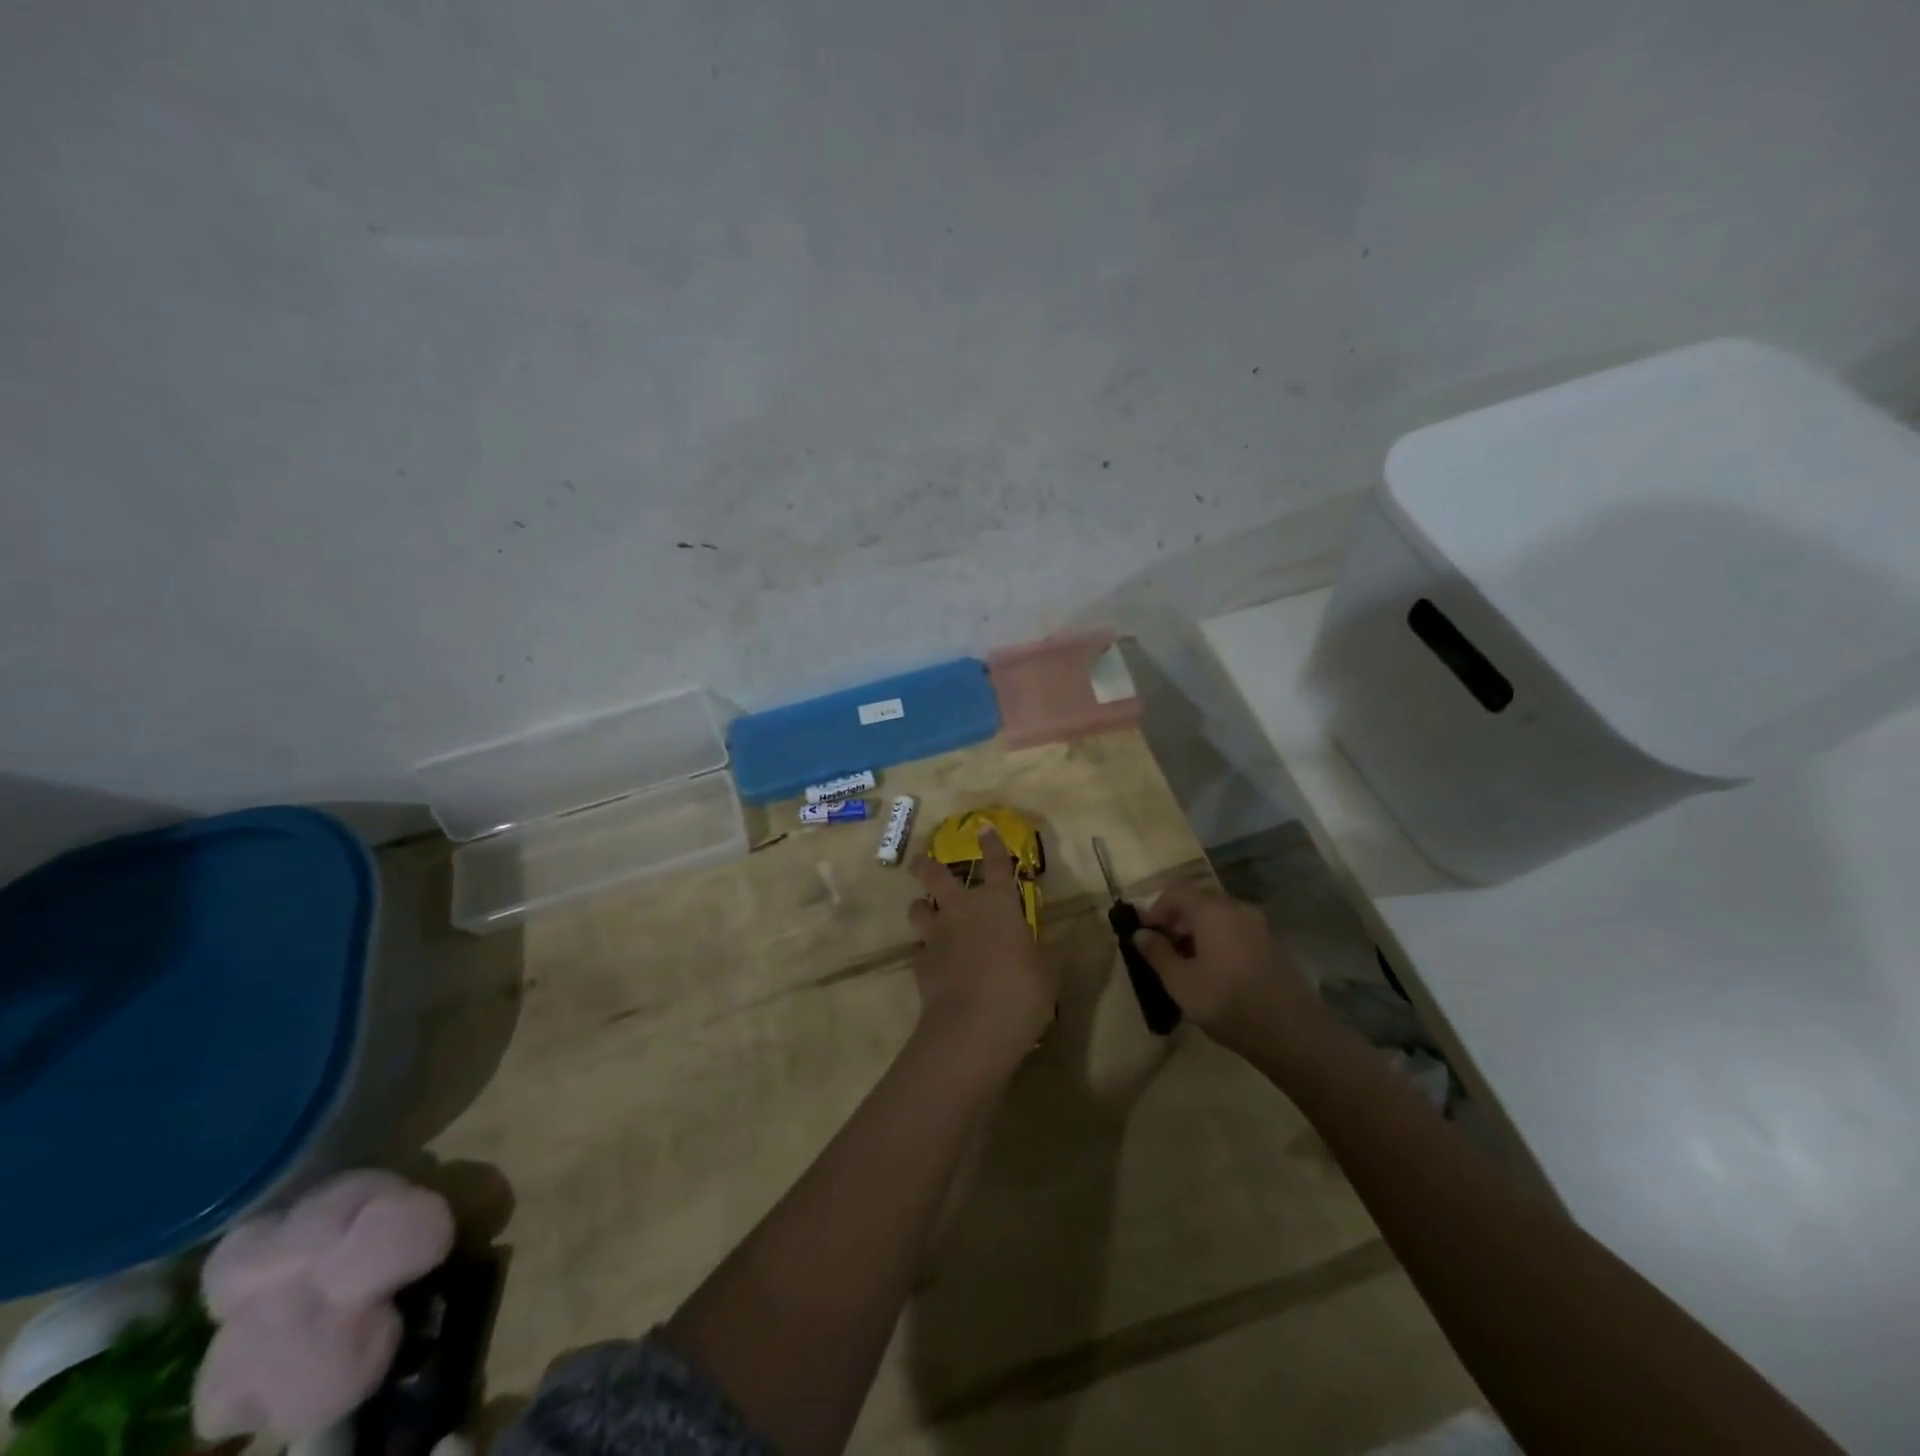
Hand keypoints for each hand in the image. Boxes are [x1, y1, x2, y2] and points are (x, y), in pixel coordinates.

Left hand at [906, 830, 1056, 1085]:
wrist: (972, 1028)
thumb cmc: (1020, 992)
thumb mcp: (1050, 973)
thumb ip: (1054, 952)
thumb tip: (1072, 937)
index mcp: (999, 905)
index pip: (997, 864)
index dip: (991, 844)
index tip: (983, 827)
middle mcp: (963, 911)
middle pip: (935, 876)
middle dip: (926, 865)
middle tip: (920, 861)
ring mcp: (937, 936)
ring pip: (918, 908)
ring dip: (921, 907)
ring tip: (925, 912)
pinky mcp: (920, 964)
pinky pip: (918, 949)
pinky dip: (924, 950)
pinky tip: (931, 960)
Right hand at [1130, 882, 1327, 1056]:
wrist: (1292, 1033)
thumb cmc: (1227, 1002)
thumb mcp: (1180, 982)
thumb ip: (1157, 953)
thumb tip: (1141, 934)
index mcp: (1212, 911)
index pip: (1177, 891)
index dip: (1156, 908)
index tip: (1144, 933)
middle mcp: (1237, 909)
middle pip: (1199, 901)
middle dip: (1176, 920)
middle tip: (1162, 948)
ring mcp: (1260, 926)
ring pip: (1219, 917)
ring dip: (1197, 931)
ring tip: (1185, 963)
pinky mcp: (1273, 945)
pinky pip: (1237, 931)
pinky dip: (1218, 940)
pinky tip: (1214, 971)